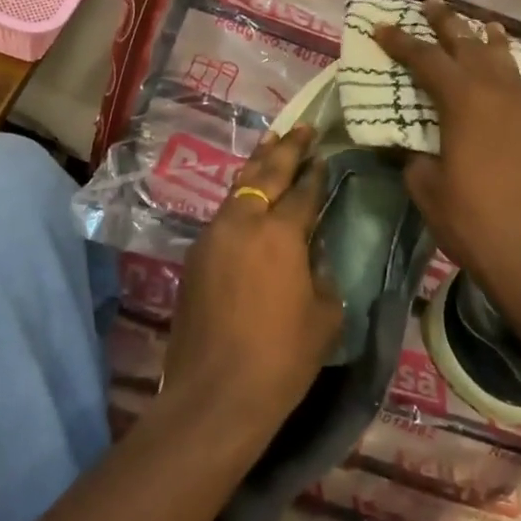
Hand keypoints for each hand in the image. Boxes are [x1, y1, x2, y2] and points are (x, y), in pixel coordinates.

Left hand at [161, 125, 341, 435]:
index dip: (316, 172)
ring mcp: (213, 235)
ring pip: (239, 188)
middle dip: (287, 148)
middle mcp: (244, 222)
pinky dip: (240, 198)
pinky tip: (248, 198)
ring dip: (258, 166)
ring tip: (272, 145)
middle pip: (267, 173)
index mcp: (281, 233)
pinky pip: (224, 214)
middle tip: (301, 127)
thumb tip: (311, 255)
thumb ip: (321, 275)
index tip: (324, 155)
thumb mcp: (324, 317)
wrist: (216, 393)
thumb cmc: (281, 357)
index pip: (304, 190)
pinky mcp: (196, 255)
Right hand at [374, 0, 520, 312]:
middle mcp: (498, 91)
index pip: (426, 58)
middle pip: (468, 44)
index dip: (401, 42)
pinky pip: (520, 82)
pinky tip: (502, 72)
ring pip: (503, 58)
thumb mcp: (427, 188)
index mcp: (464, 101)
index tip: (382, 28)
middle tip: (431, 6)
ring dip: (484, 39)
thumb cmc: (475, 223)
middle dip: (446, 23)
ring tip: (477, 24)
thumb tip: (410, 144)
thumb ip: (414, 156)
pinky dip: (506, 68)